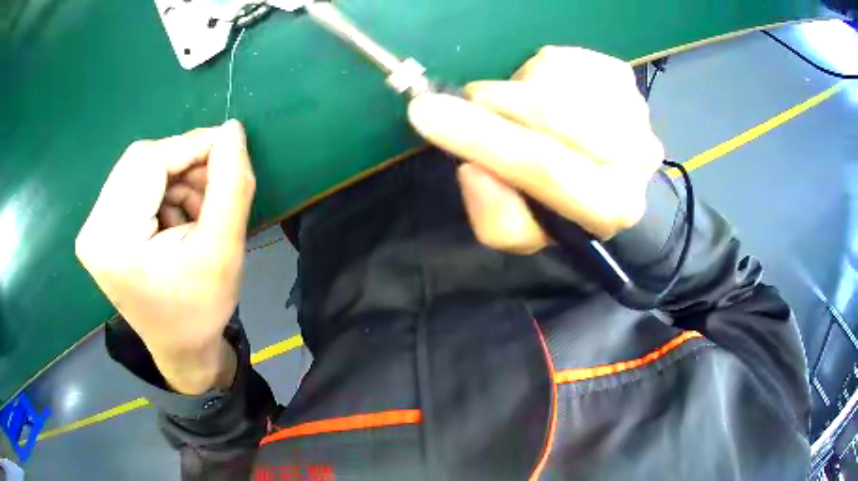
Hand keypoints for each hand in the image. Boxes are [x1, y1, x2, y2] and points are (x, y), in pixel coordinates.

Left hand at [76, 120, 255, 393]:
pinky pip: (135, 184)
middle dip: (185, 166)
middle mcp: (93, 229)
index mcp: (113, 241)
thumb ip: (231, 185)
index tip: (231, 147)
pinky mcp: (100, 228)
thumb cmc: (201, 310)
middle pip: (141, 161)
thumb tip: (233, 129)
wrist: (181, 348)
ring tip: (198, 213)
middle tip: (215, 189)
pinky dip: (164, 191)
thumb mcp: (224, 249)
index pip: (149, 162)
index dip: (193, 146)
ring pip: (141, 168)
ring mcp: (93, 228)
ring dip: (176, 179)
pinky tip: (180, 218)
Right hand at [408, 46, 664, 252]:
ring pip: (552, 81)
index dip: (482, 138)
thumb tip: (474, 168)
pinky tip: (547, 94)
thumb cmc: (558, 204)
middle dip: (495, 104)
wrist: (604, 174)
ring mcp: (634, 109)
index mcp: (612, 206)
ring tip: (520, 110)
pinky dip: (538, 73)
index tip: (424, 112)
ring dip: (519, 91)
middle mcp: (636, 157)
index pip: (545, 166)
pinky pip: (562, 61)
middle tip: (471, 103)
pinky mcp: (623, 76)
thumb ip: (495, 217)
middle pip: (550, 113)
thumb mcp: (520, 231)